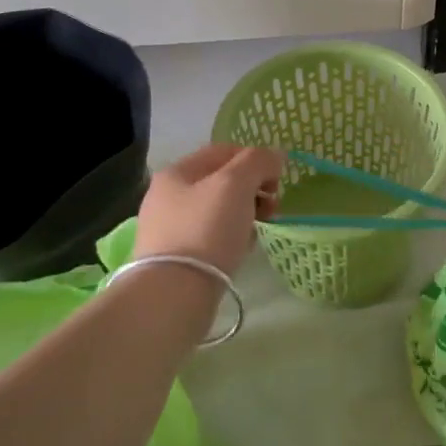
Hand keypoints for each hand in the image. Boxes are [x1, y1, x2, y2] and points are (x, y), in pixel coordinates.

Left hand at [133, 144, 283, 278]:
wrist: (175, 293)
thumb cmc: (206, 229)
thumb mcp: (236, 184)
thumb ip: (258, 161)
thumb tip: (275, 156)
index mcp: (177, 172)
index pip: (224, 151)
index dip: (255, 159)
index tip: (277, 180)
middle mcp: (168, 196)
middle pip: (222, 181)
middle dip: (254, 188)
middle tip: (273, 206)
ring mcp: (170, 228)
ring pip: (219, 210)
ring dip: (246, 213)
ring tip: (260, 229)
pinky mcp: (178, 257)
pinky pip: (213, 236)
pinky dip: (232, 237)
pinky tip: (243, 249)